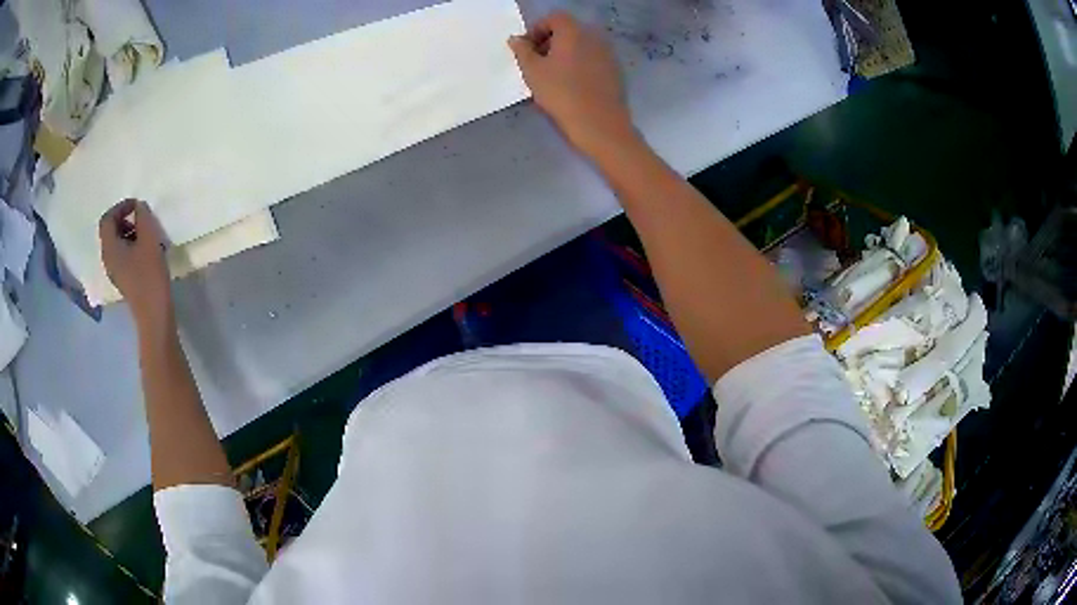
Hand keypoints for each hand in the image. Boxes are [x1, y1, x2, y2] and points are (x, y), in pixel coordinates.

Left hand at [99, 199, 173, 332]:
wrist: (154, 313)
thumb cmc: (150, 274)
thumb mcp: (149, 238)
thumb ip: (142, 216)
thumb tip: (138, 207)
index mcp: (109, 247)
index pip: (107, 218)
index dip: (121, 207)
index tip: (137, 206)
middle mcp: (107, 258)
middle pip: (110, 230)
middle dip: (125, 219)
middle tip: (142, 219)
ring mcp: (114, 270)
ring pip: (116, 242)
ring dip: (129, 232)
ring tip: (146, 235)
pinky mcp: (122, 278)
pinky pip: (121, 254)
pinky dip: (131, 245)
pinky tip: (145, 251)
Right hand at [508, 12, 636, 157]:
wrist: (599, 123)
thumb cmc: (561, 93)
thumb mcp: (532, 71)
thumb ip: (522, 51)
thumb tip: (516, 39)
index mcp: (574, 31)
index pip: (553, 18)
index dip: (537, 30)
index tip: (526, 49)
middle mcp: (594, 36)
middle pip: (568, 31)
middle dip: (550, 42)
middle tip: (536, 62)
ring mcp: (608, 53)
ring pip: (581, 46)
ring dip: (565, 54)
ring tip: (552, 76)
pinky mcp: (615, 71)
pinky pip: (592, 60)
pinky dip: (579, 65)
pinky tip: (571, 86)